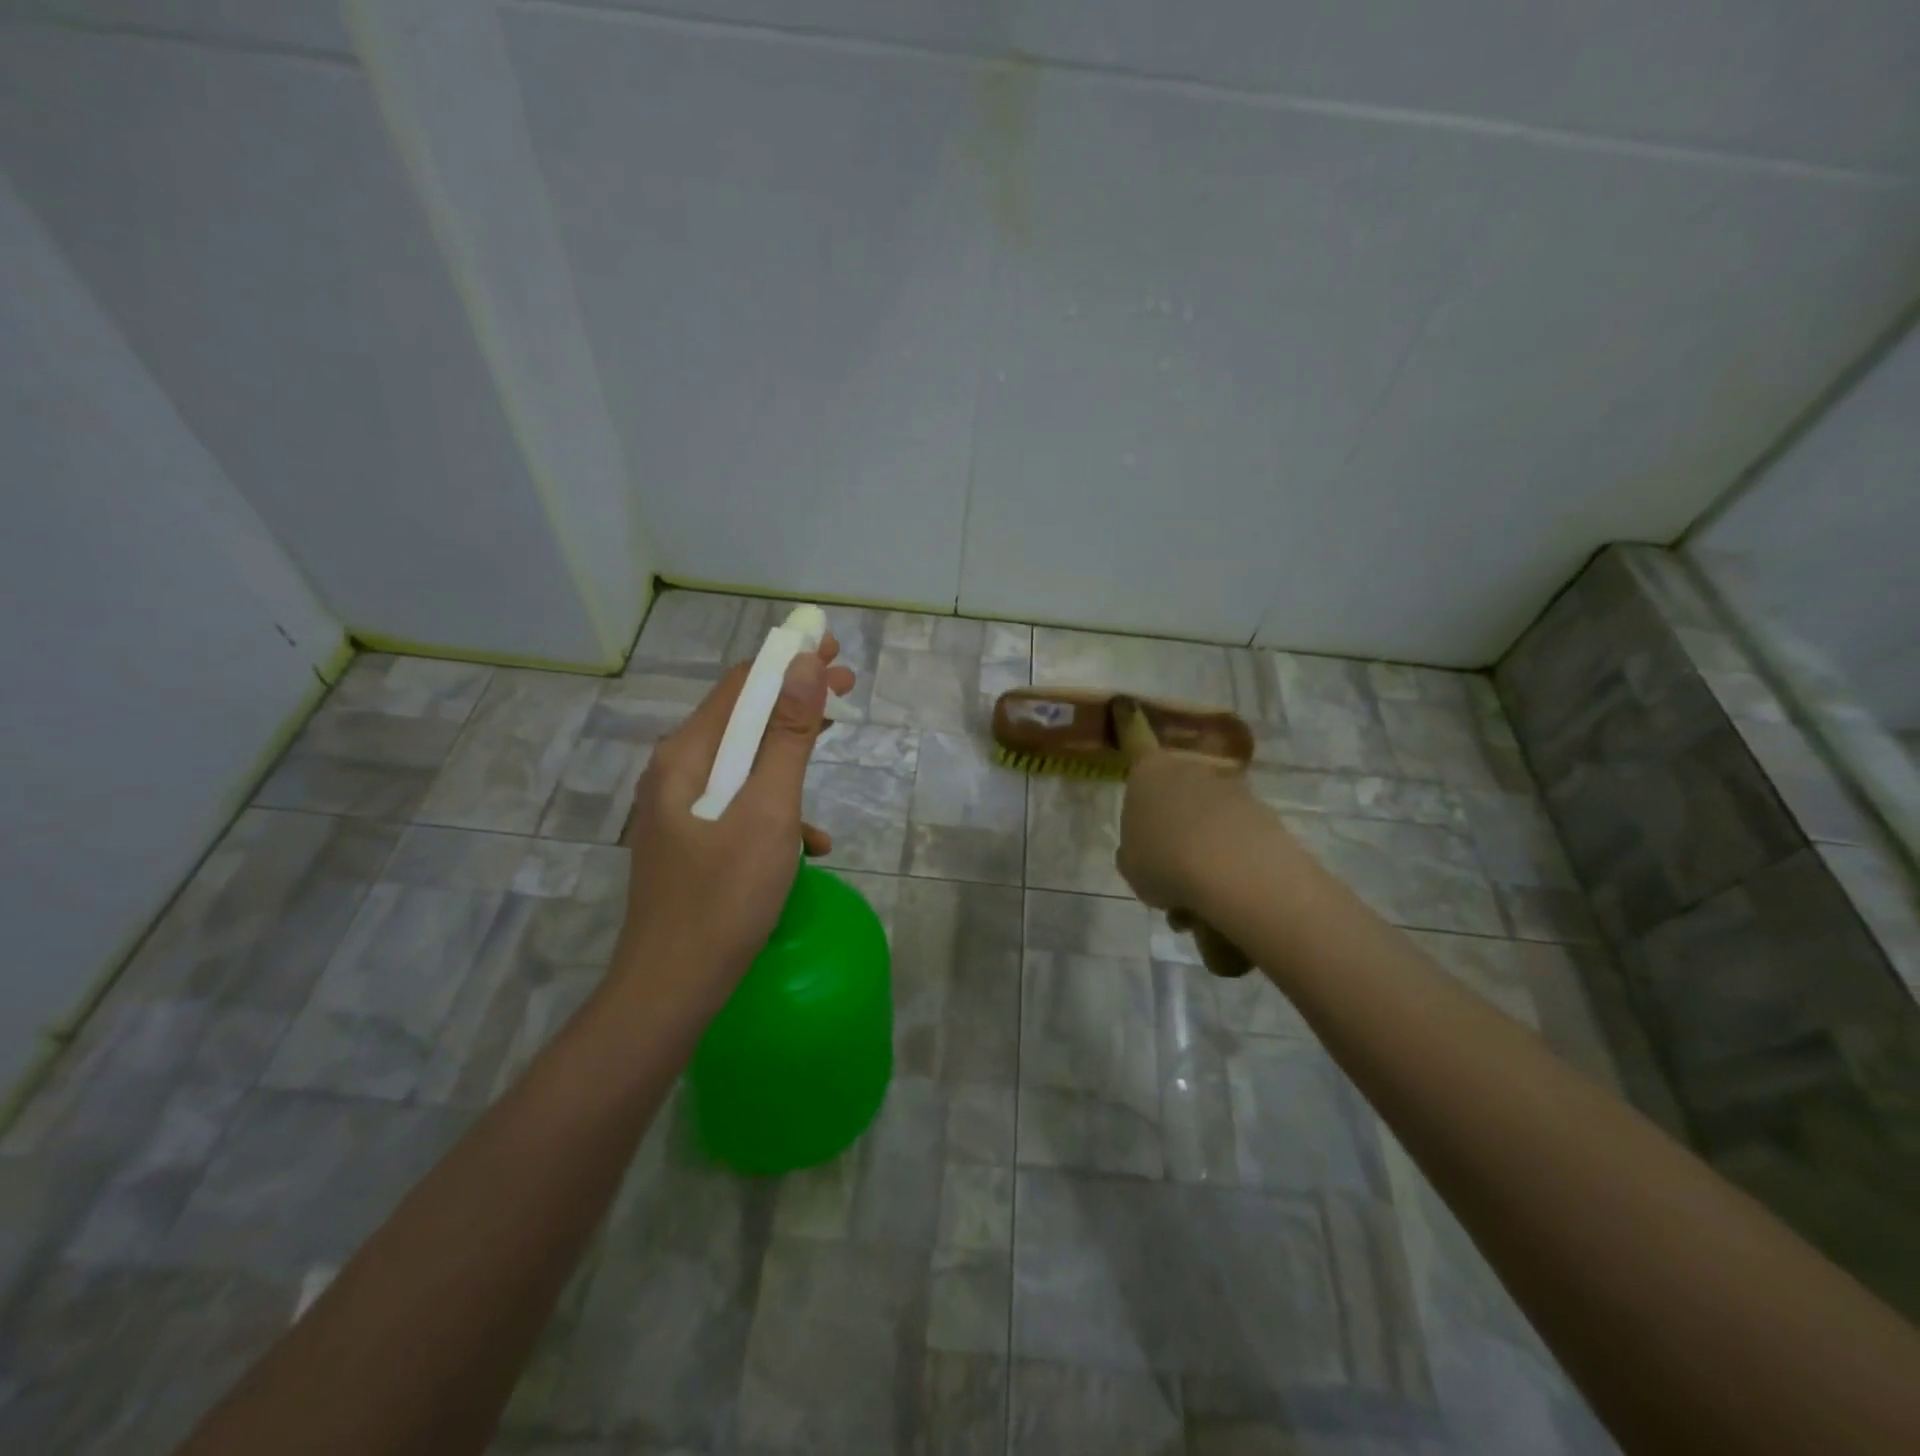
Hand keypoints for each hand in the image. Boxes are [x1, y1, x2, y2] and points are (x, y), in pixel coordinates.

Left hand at [613, 636, 855, 1016]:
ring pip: (744, 761)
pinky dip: (775, 806)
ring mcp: (681, 808)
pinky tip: (809, 843)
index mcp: (687, 755)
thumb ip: (788, 737)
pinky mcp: (692, 840)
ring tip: (832, 752)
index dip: (789, 660)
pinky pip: (739, 804)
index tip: (835, 653)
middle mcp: (676, 771)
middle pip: (742, 717)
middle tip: (847, 690)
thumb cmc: (725, 898)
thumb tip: (805, 664)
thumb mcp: (769, 811)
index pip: (741, 684)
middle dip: (795, 701)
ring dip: (790, 752)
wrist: (671, 989)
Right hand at [1117, 746, 1271, 915]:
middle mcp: (1188, 768)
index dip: (1143, 805)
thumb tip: (1144, 853)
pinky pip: (1237, 834)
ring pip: (1209, 820)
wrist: (1232, 868)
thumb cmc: (1163, 860)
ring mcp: (1228, 785)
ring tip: (1202, 901)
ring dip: (1205, 853)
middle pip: (1177, 800)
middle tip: (1172, 877)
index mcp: (1147, 772)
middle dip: (1176, 836)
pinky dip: (1233, 859)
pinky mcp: (1262, 807)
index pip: (1140, 772)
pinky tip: (1228, 893)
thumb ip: (1133, 852)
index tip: (1145, 838)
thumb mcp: (1129, 866)